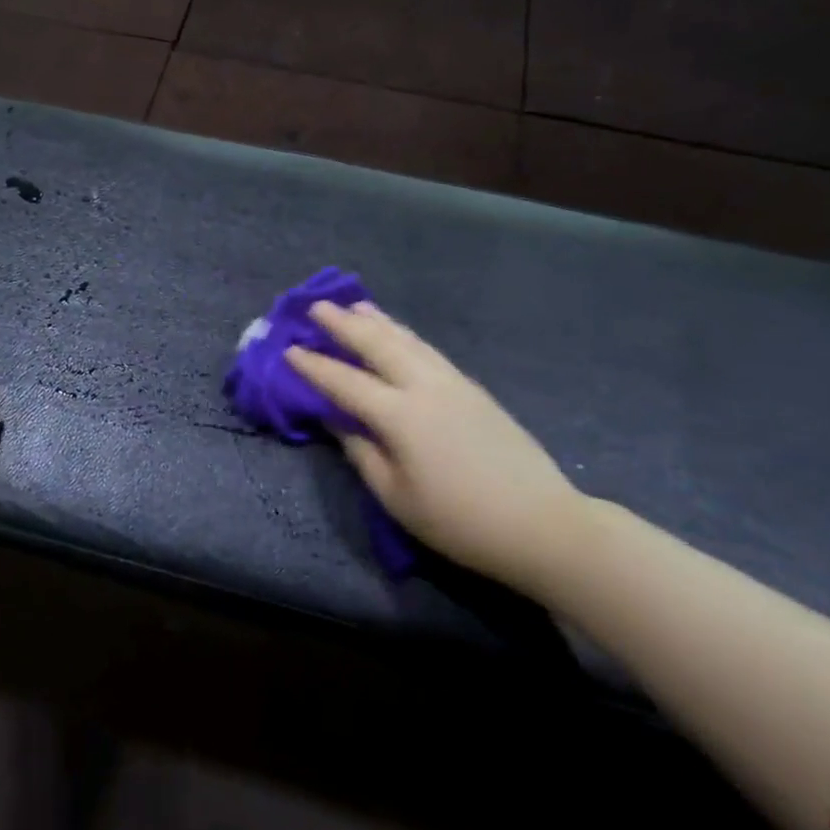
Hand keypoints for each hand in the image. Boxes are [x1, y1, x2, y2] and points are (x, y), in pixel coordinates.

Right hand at [285, 302, 589, 596]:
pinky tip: (396, 332)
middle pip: (376, 344)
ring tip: (353, 306)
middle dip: (342, 324)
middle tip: (315, 306)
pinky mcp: (472, 387)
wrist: (542, 523)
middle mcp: (424, 386)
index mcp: (400, 415)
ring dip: (375, 320)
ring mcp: (452, 381)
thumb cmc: (459, 521)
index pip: (344, 382)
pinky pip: (426, 348)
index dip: (313, 366)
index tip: (287, 350)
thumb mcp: (396, 497)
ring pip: (406, 339)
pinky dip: (403, 333)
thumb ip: (361, 451)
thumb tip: (336, 418)